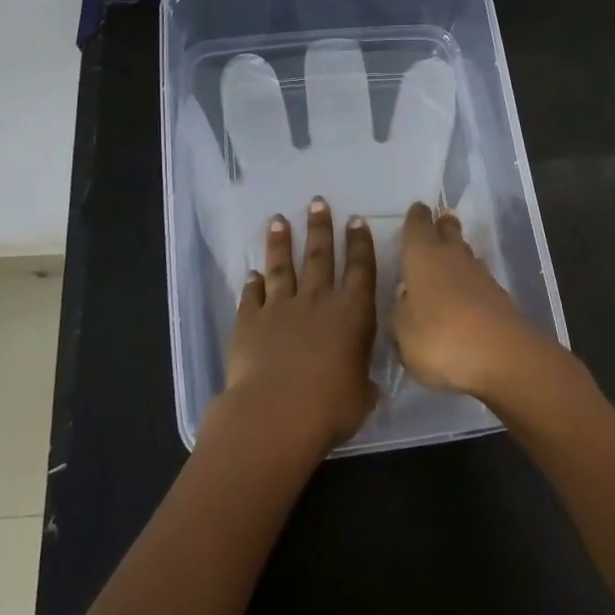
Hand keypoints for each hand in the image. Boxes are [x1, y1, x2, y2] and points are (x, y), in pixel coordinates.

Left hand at [209, 198, 379, 457]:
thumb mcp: (361, 397)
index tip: (355, 220)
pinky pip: (252, 296)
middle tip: (316, 202)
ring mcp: (280, 308)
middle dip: (320, 227)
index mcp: (353, 313)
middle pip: (320, 256)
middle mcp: (318, 301)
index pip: (361, 269)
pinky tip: (251, 273)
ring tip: (278, 221)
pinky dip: (252, 284)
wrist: (276, 412)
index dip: (359, 243)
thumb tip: (364, 386)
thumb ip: (362, 383)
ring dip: (281, 243)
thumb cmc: (331, 406)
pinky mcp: (250, 321)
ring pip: (282, 267)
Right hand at [392, 201, 576, 405]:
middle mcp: (452, 257)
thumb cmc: (439, 338)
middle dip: (442, 226)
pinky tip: (463, 295)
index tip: (416, 210)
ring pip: (465, 255)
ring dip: (457, 254)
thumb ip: (401, 311)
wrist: (502, 357)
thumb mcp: (402, 332)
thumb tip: (407, 298)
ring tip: (447, 260)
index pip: (417, 226)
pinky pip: (478, 281)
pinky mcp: (499, 297)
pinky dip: (469, 282)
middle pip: (448, 231)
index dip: (415, 218)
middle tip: (438, 224)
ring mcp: (480, 276)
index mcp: (422, 256)